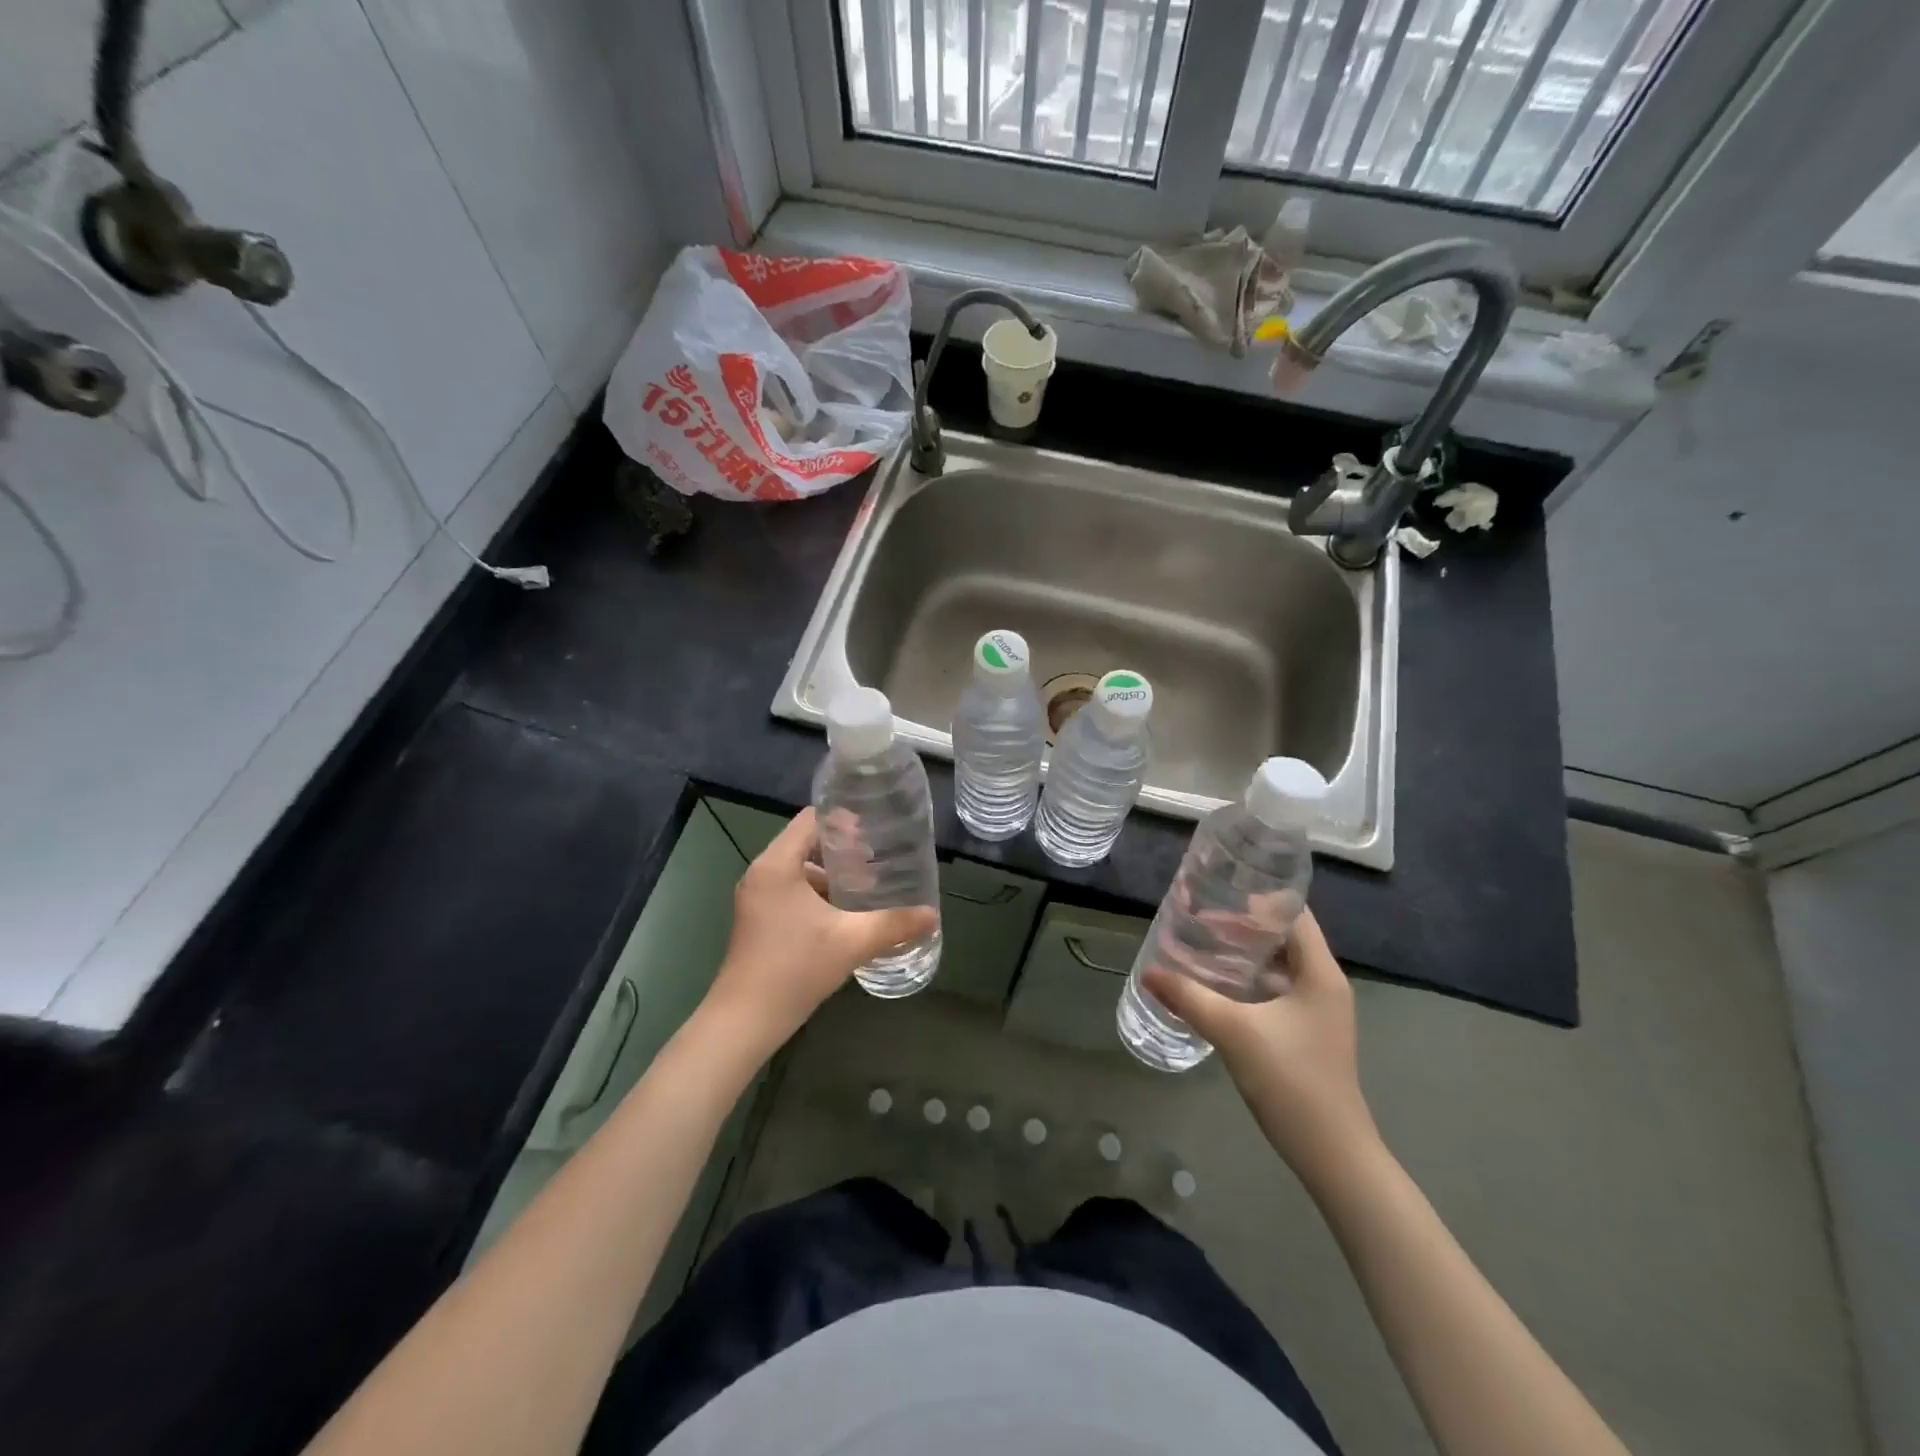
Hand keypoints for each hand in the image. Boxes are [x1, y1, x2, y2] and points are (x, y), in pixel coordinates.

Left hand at [703, 808, 936, 1058]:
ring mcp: (757, 897)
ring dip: (833, 875)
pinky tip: (846, 914)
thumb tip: (932, 914)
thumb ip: (894, 924)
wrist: (746, 1020)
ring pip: (800, 870)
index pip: (811, 819)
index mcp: (777, 865)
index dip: (844, 819)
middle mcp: (762, 873)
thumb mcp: (852, 942)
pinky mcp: (758, 919)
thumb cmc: (795, 968)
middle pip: (806, 843)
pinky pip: (792, 891)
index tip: (876, 829)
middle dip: (845, 850)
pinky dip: (819, 894)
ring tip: (870, 887)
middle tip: (880, 859)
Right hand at [1142, 909, 1378, 1187]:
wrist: (1333, 1154)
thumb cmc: (1292, 1081)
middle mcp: (1324, 984)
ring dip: (1243, 953)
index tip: (1217, 890)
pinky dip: (1248, 979)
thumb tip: (1148, 972)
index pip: (1294, 915)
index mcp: (1320, 973)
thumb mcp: (1234, 1032)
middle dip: (1242, 924)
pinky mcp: (1306, 1032)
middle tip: (1198, 917)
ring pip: (1278, 965)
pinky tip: (1216, 986)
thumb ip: (1189, 998)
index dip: (1258, 898)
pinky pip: (1275, 989)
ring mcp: (1318, 1011)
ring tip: (1201, 944)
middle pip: (1284, 937)